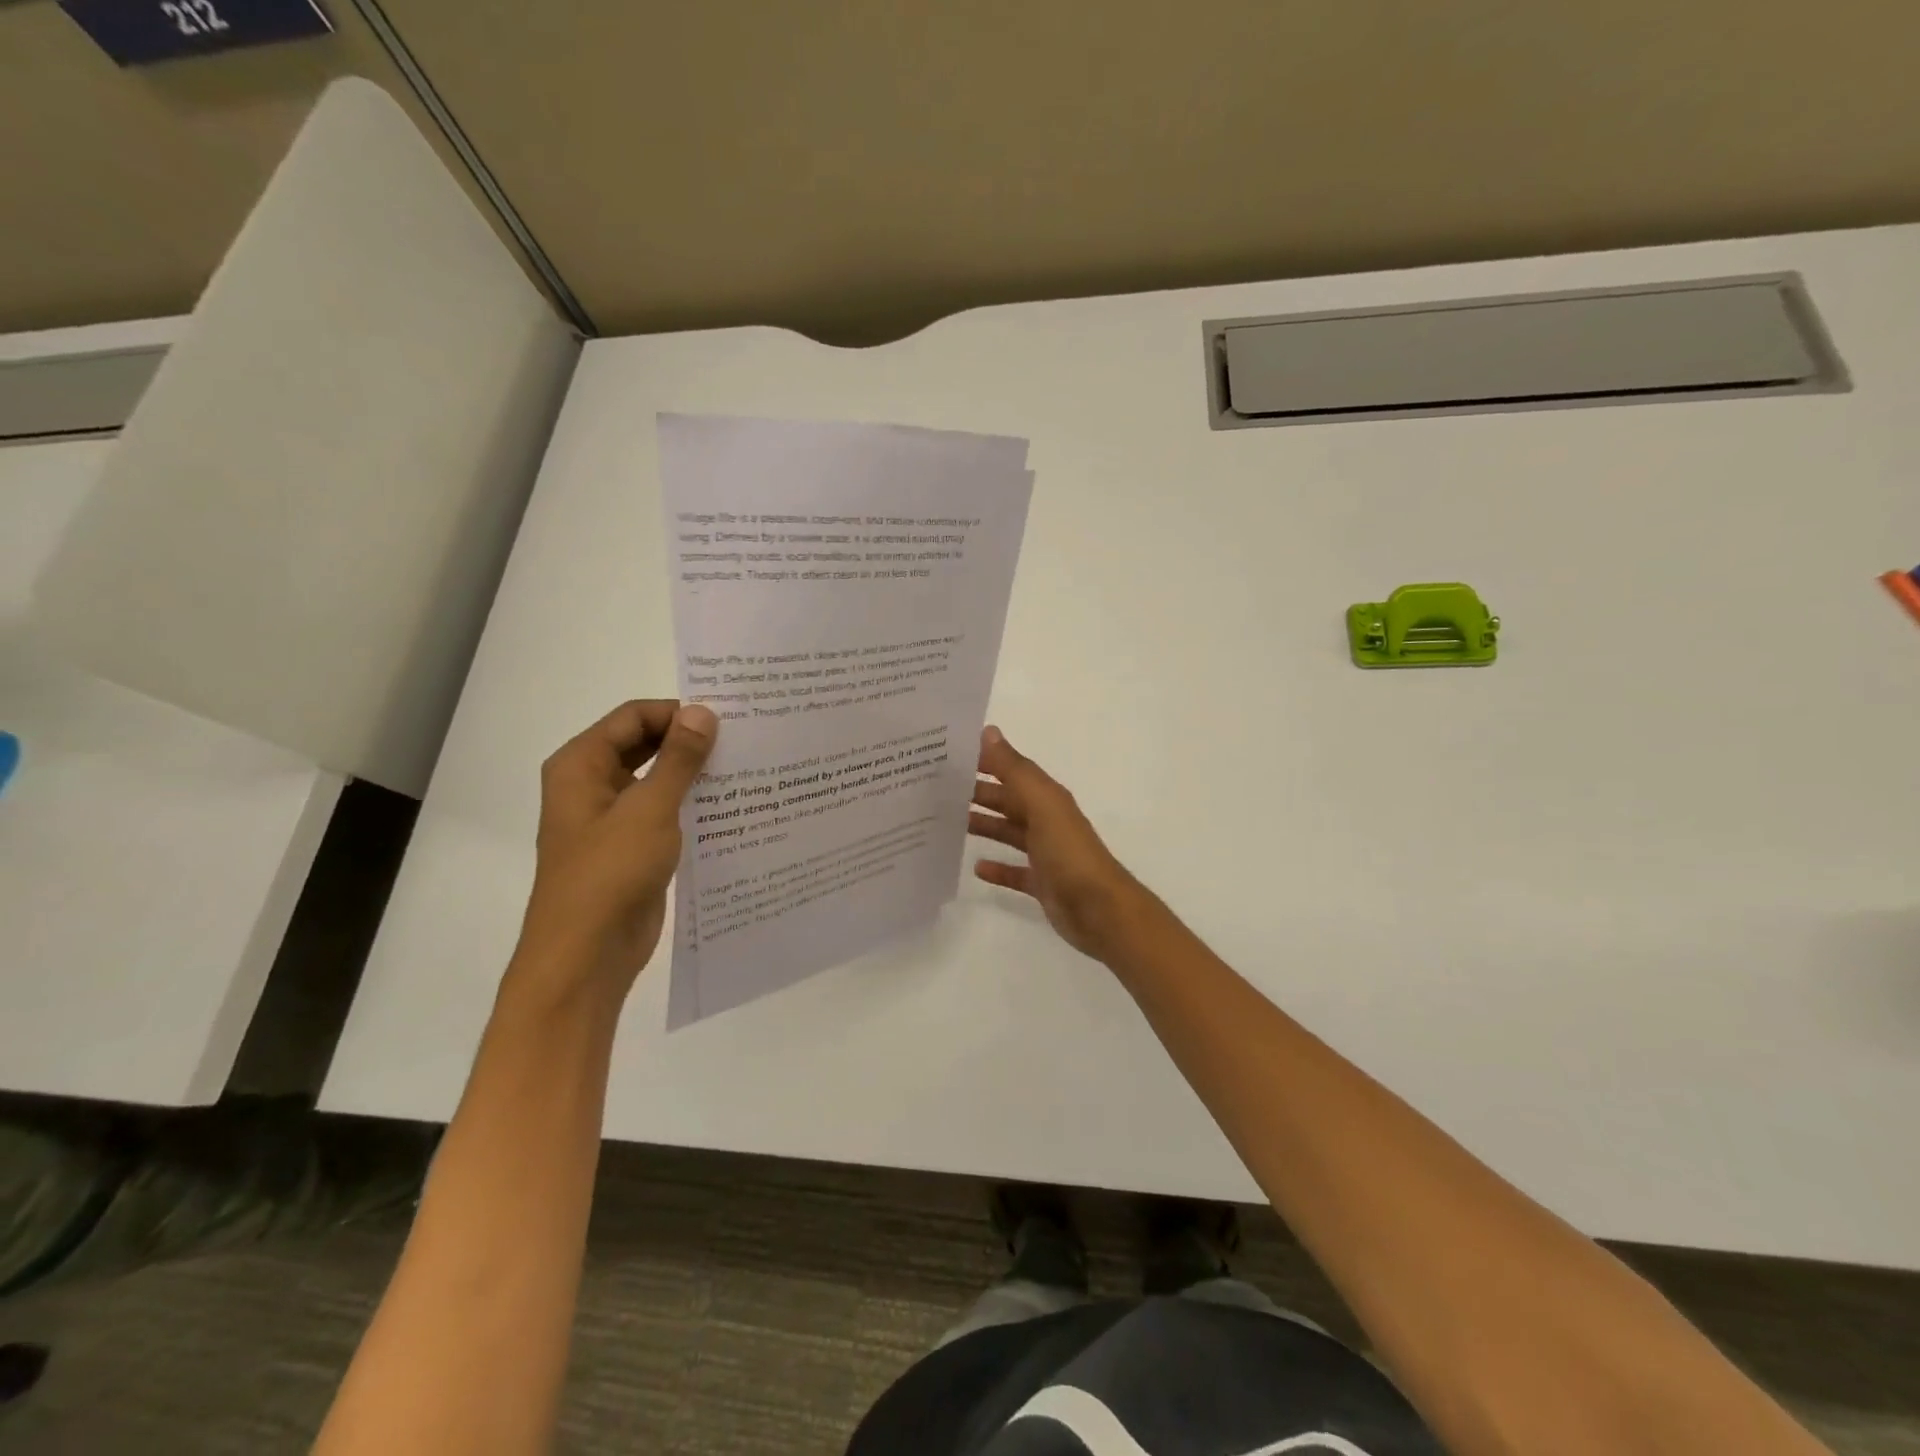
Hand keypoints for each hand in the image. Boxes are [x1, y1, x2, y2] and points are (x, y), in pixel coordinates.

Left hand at [517, 700, 717, 999]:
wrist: (587, 955)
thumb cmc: (610, 873)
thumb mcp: (649, 809)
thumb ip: (678, 759)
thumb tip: (703, 713)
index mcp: (581, 765)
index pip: (633, 717)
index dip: (677, 713)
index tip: (727, 719)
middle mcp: (592, 784)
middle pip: (643, 744)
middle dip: (687, 740)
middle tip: (741, 738)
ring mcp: (612, 818)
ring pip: (656, 779)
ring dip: (692, 773)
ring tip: (744, 767)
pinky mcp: (631, 846)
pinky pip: (663, 811)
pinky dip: (691, 804)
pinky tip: (730, 806)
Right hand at [969, 725, 1149, 962]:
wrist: (1099, 909)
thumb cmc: (1068, 852)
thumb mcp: (1041, 804)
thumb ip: (1014, 769)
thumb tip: (988, 731)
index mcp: (1047, 798)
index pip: (1011, 771)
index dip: (985, 761)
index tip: (949, 755)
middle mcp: (1046, 821)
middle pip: (1007, 801)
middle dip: (977, 793)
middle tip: (937, 790)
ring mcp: (1045, 854)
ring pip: (1008, 832)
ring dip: (983, 825)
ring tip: (947, 822)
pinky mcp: (1042, 883)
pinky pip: (1015, 871)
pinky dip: (997, 868)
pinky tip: (976, 867)